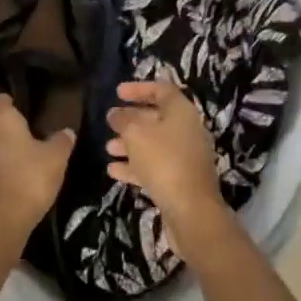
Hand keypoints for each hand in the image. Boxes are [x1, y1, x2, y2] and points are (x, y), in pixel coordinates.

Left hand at [0, 94, 74, 238]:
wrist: (0, 220)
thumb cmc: (29, 178)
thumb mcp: (55, 159)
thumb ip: (61, 142)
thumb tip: (67, 131)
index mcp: (0, 121)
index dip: (3, 102)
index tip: (14, 107)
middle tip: (7, 132)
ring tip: (5, 158)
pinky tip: (0, 180)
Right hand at [106, 79, 226, 253]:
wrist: (192, 211)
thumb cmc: (164, 161)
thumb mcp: (136, 135)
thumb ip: (123, 120)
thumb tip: (115, 114)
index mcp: (181, 112)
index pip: (161, 89)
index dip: (139, 88)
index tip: (117, 92)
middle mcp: (186, 130)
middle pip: (156, 117)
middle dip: (131, 119)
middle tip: (110, 121)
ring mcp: (185, 157)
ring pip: (153, 144)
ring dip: (130, 144)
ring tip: (108, 148)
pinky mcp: (180, 180)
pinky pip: (155, 166)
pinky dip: (135, 165)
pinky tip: (113, 171)